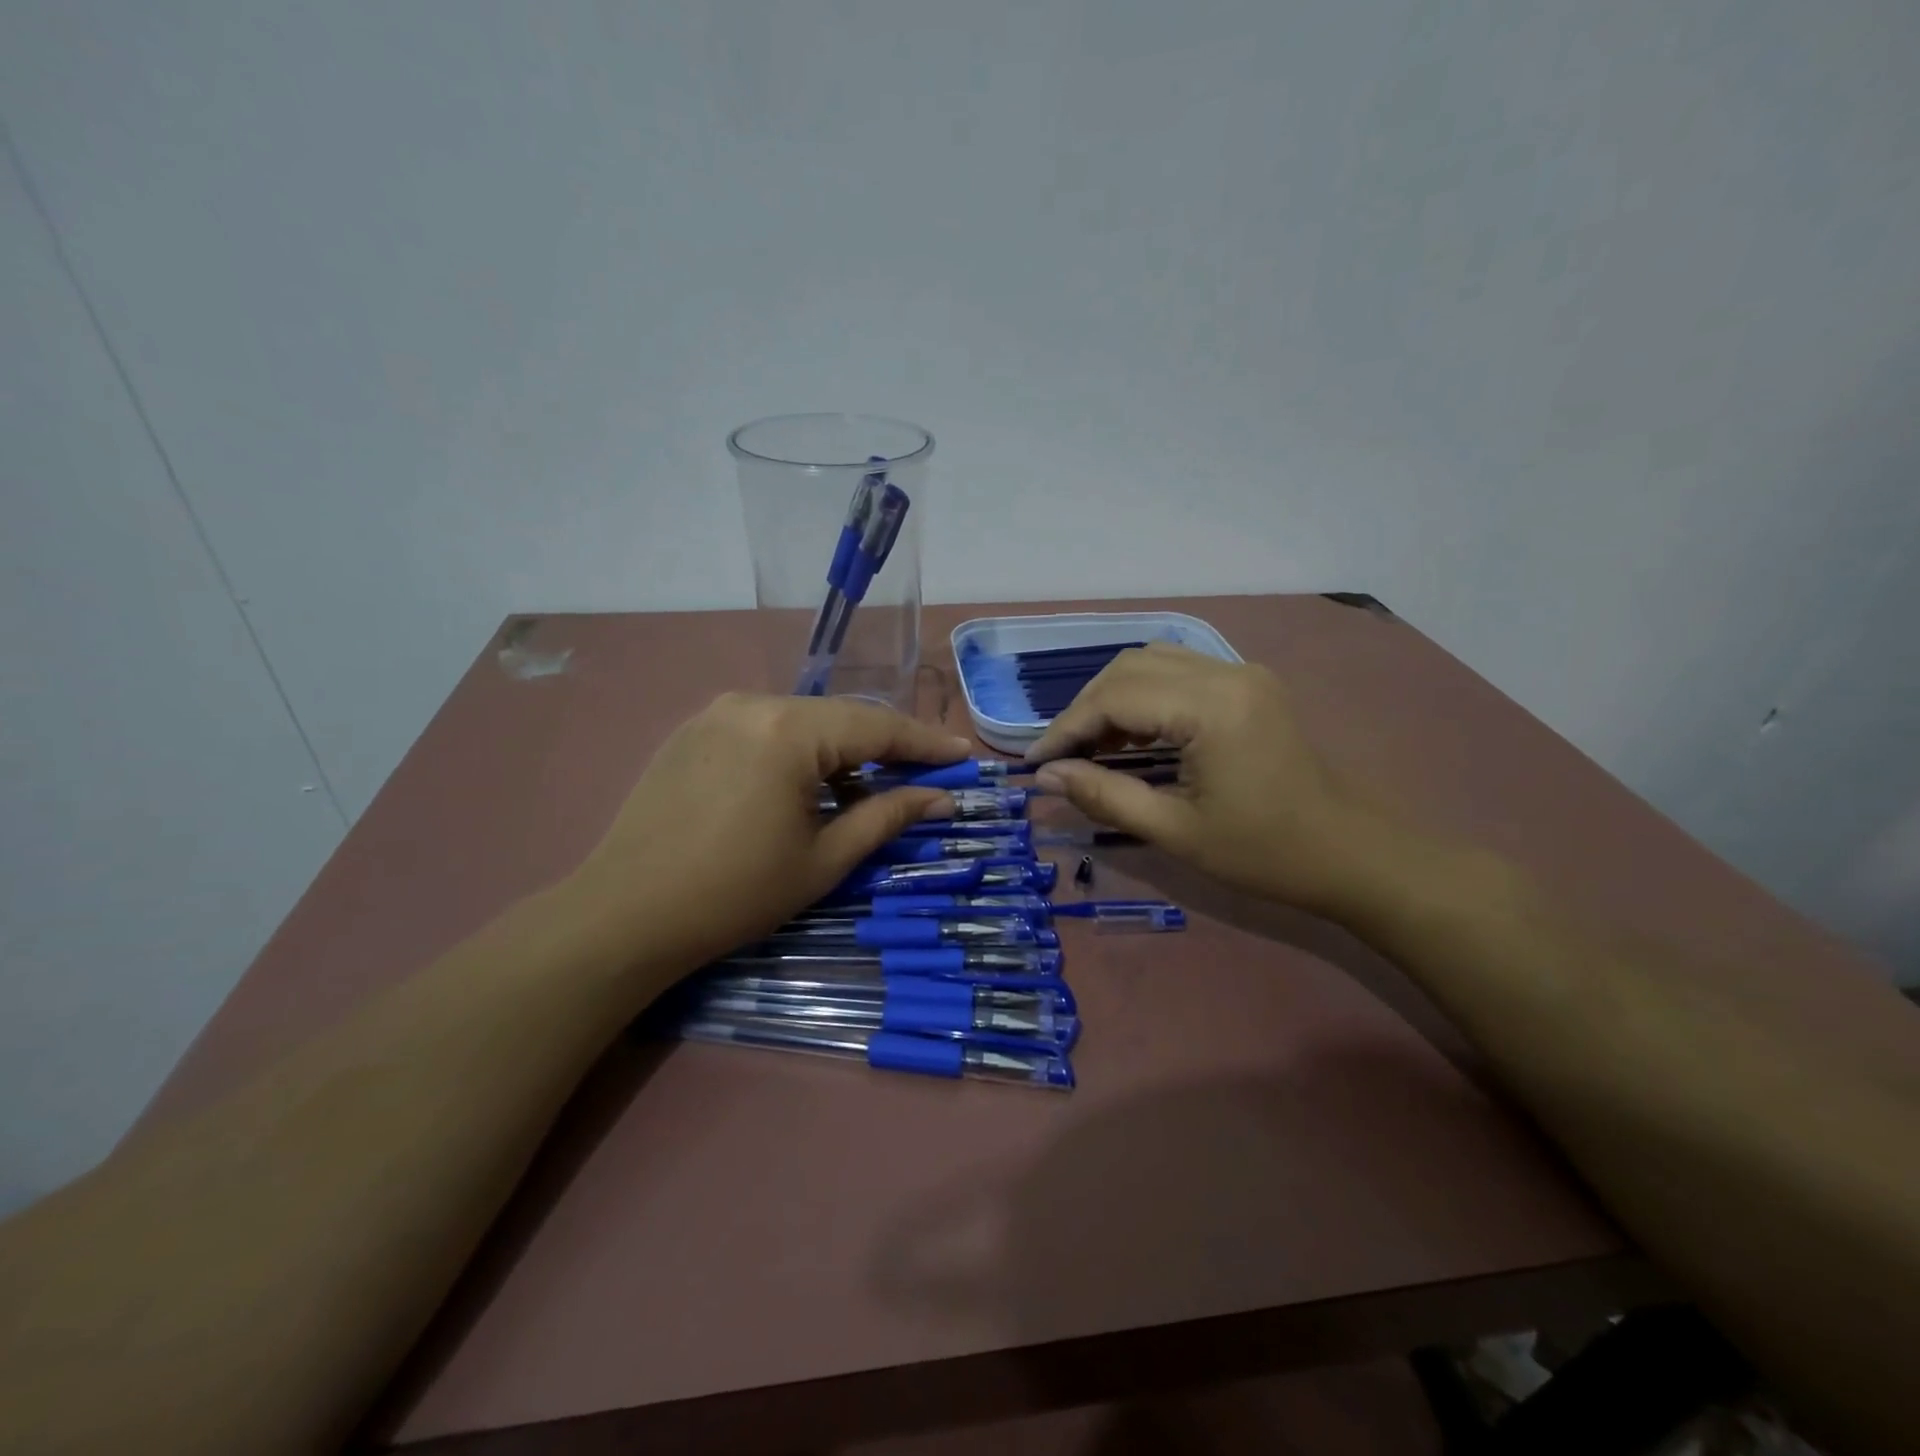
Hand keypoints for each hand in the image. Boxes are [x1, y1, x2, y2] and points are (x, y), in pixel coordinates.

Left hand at [570, 693, 971, 974]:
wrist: (624, 915)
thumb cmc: (735, 893)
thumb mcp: (824, 859)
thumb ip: (888, 817)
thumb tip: (941, 797)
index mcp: (789, 730)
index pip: (877, 726)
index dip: (926, 742)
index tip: (963, 755)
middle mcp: (754, 703)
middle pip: (841, 717)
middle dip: (885, 746)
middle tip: (924, 774)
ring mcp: (718, 712)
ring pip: (803, 722)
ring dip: (841, 751)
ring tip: (866, 790)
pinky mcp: (694, 730)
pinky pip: (766, 730)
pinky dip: (799, 752)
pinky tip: (808, 787)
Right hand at [1025, 646, 1401, 914]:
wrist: (1351, 854)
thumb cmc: (1265, 853)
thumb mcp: (1175, 832)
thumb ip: (1104, 797)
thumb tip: (1046, 777)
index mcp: (1212, 708)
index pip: (1115, 698)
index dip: (1067, 728)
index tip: (1035, 763)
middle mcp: (1226, 673)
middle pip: (1129, 668)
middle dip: (1085, 709)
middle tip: (1062, 757)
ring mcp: (1242, 672)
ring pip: (1151, 661)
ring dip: (1112, 698)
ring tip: (1092, 747)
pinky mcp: (1249, 683)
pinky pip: (1178, 672)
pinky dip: (1143, 696)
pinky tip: (1132, 736)